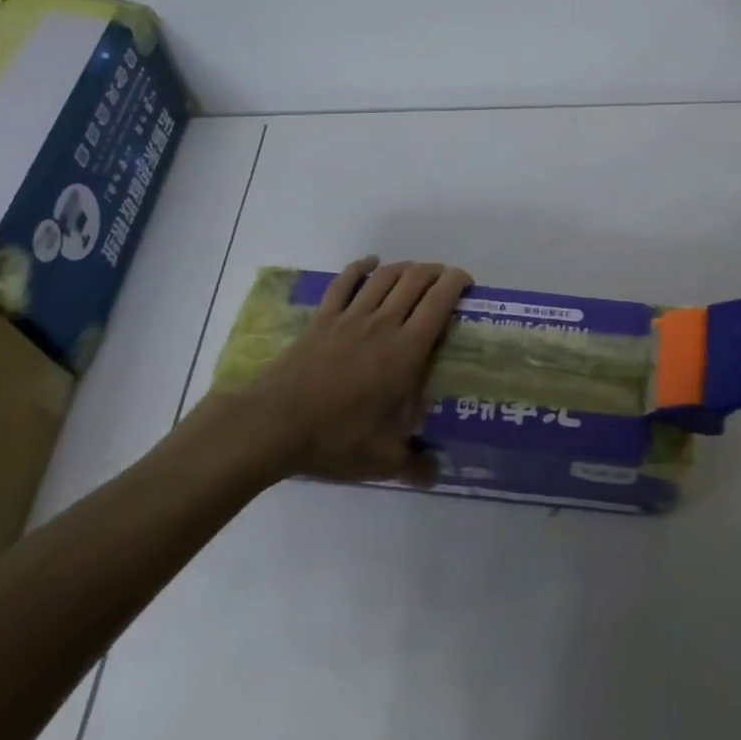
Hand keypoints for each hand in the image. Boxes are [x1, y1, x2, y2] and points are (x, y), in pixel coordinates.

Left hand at [184, 257, 472, 491]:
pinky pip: (345, 282)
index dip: (457, 282)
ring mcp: (350, 317)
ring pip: (384, 276)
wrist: (273, 425)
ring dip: (405, 268)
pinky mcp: (322, 318)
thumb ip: (415, 465)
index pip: (439, 301)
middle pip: (415, 280)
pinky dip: (361, 267)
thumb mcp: (382, 460)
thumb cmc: (335, 437)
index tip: (467, 284)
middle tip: (445, 281)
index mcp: (406, 350)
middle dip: (436, 272)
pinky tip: (370, 264)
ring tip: (415, 272)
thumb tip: (438, 476)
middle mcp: (383, 323)